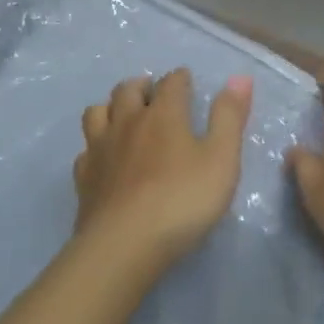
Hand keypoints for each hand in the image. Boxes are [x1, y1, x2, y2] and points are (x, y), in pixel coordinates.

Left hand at [75, 69, 251, 271]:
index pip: (171, 83)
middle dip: (142, 85)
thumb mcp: (221, 159)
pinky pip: (85, 150)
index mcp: (163, 114)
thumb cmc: (181, 200)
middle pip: (127, 90)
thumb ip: (229, 117)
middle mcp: (127, 122)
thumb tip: (240, 77)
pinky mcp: (83, 179)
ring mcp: (100, 149)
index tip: (186, 79)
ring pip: (97, 112)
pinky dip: (95, 146)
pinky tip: (104, 158)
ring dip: (111, 107)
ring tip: (123, 116)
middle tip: (152, 92)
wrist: (123, 246)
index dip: (180, 78)